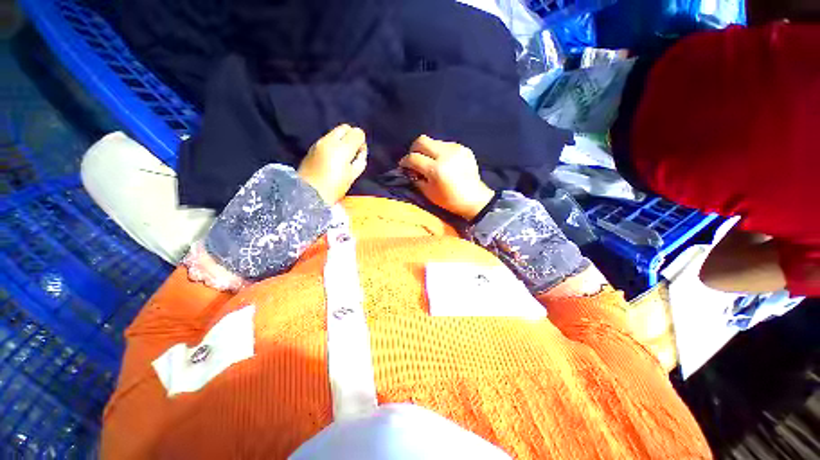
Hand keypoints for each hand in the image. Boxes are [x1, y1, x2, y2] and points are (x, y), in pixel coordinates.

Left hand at [298, 124, 367, 204]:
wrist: (308, 193)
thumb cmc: (334, 187)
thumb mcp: (353, 175)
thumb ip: (360, 160)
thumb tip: (360, 151)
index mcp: (342, 148)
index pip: (357, 133)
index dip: (361, 142)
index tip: (360, 153)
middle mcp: (329, 140)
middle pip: (345, 128)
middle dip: (351, 136)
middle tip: (353, 152)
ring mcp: (318, 143)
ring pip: (335, 133)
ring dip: (342, 140)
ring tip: (342, 156)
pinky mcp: (312, 147)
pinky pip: (327, 140)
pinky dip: (333, 144)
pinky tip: (332, 158)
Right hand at [399, 135, 494, 219]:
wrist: (474, 199)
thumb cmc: (449, 200)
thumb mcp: (428, 193)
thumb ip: (416, 178)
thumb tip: (409, 169)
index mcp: (436, 169)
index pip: (413, 158)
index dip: (405, 161)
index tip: (403, 166)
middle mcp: (445, 155)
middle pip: (421, 141)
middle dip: (414, 149)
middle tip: (414, 159)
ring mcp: (456, 149)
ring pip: (433, 141)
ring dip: (427, 150)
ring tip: (430, 161)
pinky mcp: (463, 148)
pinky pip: (445, 144)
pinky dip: (440, 151)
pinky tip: (443, 161)